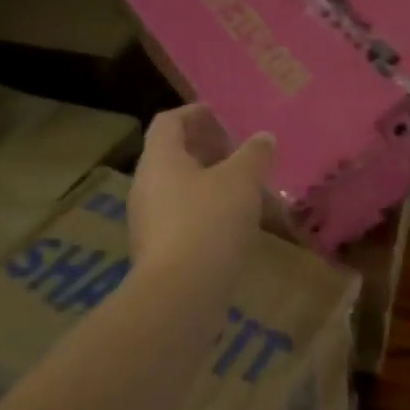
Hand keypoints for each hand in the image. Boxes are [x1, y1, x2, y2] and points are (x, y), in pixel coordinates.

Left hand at [129, 105, 275, 276]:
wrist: (180, 296)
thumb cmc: (209, 223)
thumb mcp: (241, 181)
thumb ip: (254, 155)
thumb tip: (263, 138)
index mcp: (160, 159)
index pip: (169, 122)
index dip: (194, 113)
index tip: (221, 115)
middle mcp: (147, 186)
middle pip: (174, 156)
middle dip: (208, 150)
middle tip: (240, 153)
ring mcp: (150, 222)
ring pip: (182, 190)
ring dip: (212, 184)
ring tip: (247, 190)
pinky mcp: (160, 253)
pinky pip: (185, 220)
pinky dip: (209, 213)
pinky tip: (238, 226)